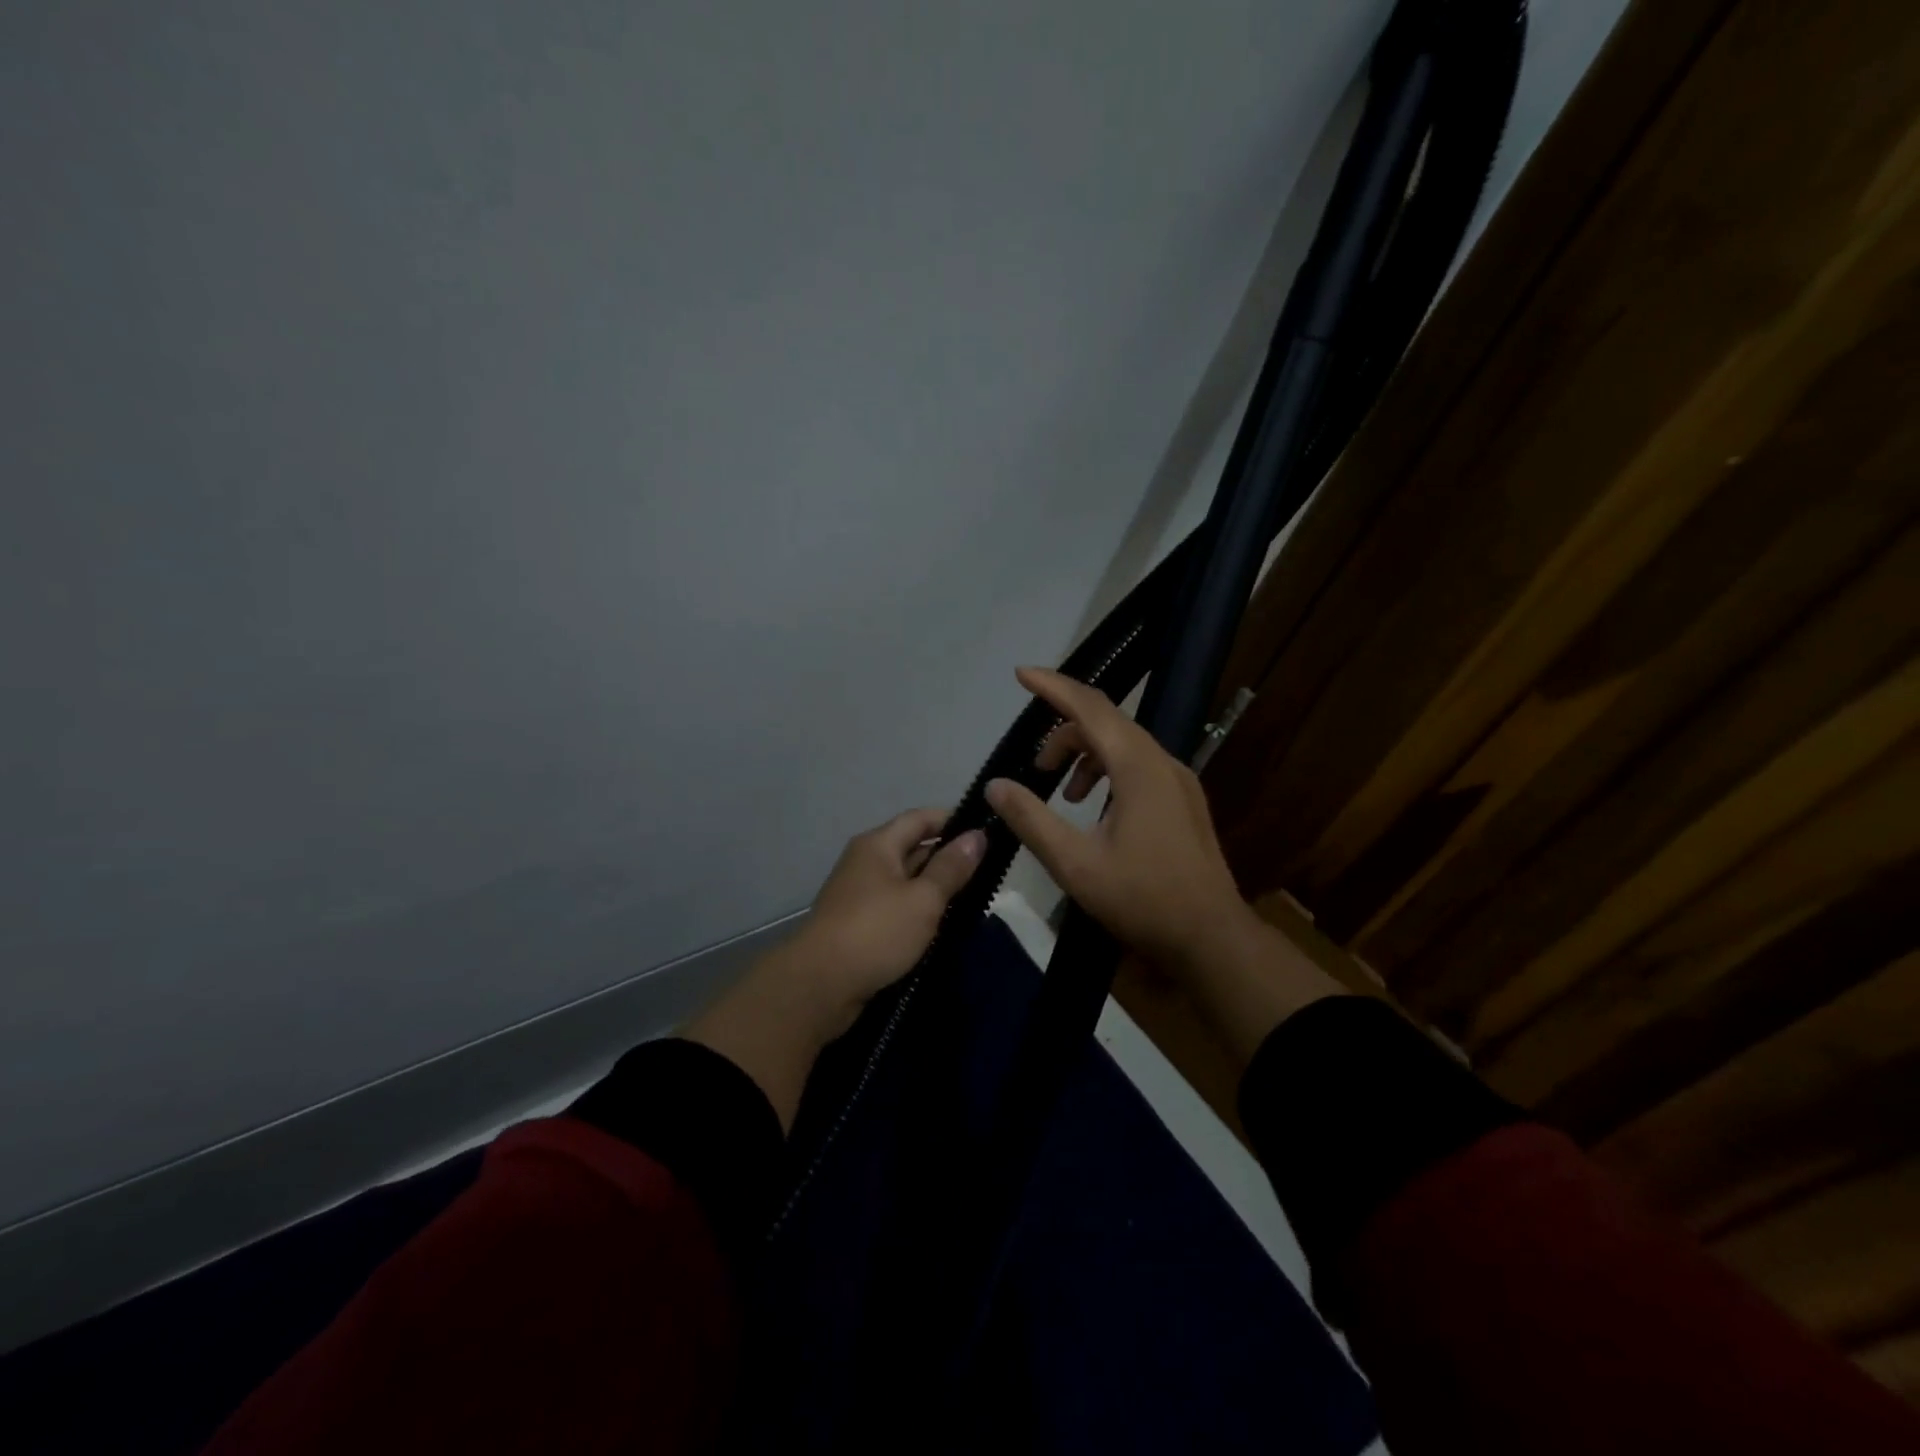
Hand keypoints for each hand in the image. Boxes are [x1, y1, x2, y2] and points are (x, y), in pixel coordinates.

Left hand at [685, 809, 985, 1128]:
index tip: (987, 833)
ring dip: (935, 888)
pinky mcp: (858, 924)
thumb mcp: (923, 899)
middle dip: (948, 858)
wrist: (820, 985)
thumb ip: (951, 868)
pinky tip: (942, 925)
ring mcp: (859, 894)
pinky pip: (896, 907)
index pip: (921, 818)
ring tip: (974, 898)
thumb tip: (978, 835)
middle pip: (913, 847)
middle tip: (989, 871)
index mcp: (878, 844)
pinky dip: (918, 911)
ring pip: (906, 881)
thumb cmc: (876, 932)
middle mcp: (866, 862)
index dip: (954, 821)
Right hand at [983, 667, 1253, 971]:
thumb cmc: (1142, 899)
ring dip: (1086, 755)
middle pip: (1106, 722)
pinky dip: (1107, 771)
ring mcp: (1178, 780)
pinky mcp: (1183, 800)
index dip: (1053, 687)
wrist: (1211, 937)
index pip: (1090, 707)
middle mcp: (1162, 761)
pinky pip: (1138, 765)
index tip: (1020, 674)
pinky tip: (1093, 808)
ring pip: (1123, 744)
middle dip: (1063, 732)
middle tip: (1035, 766)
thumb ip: (1031, 819)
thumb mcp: (1074, 864)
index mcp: (1137, 767)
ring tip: (1061, 791)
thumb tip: (996, 785)